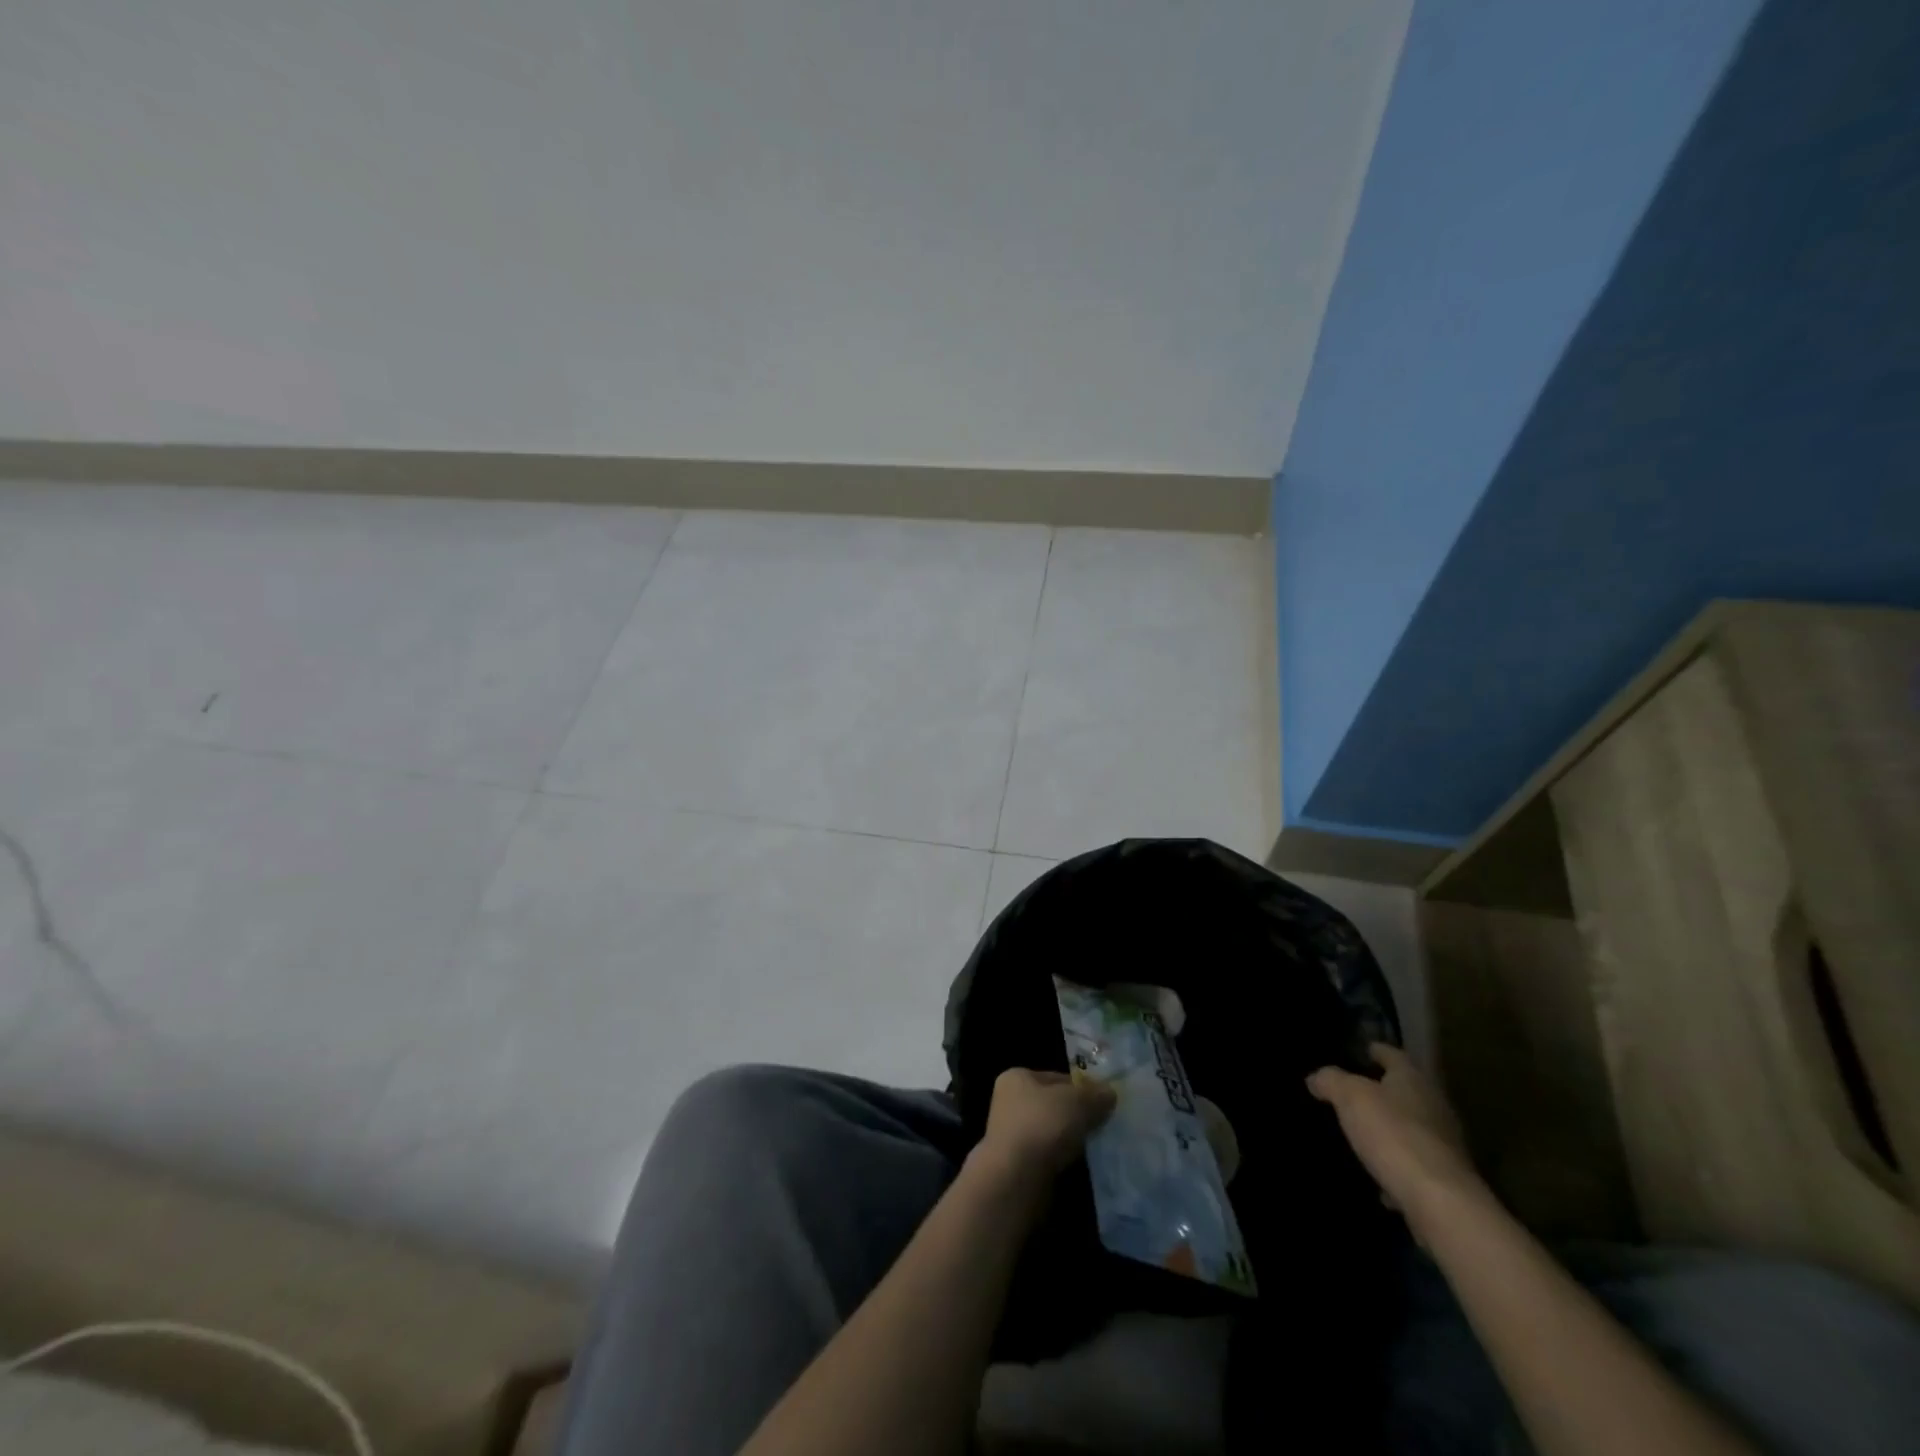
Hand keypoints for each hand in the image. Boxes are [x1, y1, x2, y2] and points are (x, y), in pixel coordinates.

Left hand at [979, 1067, 1116, 1182]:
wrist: (1015, 1179)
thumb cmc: (1042, 1125)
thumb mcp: (1077, 1102)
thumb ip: (1095, 1095)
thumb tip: (1109, 1093)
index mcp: (1017, 1077)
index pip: (1057, 1077)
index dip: (1083, 1087)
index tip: (1105, 1101)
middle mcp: (1010, 1102)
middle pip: (1055, 1104)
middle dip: (1079, 1114)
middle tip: (1106, 1123)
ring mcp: (1012, 1134)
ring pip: (1053, 1131)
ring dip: (1073, 1138)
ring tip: (1098, 1144)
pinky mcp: (1018, 1163)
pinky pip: (1049, 1154)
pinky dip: (1064, 1157)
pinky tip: (1083, 1163)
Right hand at [1307, 1044, 1482, 1223]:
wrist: (1440, 1201)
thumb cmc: (1393, 1134)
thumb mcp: (1350, 1097)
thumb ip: (1331, 1081)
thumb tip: (1316, 1078)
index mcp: (1413, 1079)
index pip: (1394, 1055)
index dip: (1378, 1051)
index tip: (1364, 1050)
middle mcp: (1435, 1106)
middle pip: (1408, 1090)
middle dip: (1386, 1090)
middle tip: (1357, 1091)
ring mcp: (1445, 1144)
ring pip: (1413, 1127)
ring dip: (1393, 1128)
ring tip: (1364, 1133)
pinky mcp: (1446, 1179)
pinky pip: (1415, 1164)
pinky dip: (1398, 1165)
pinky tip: (1379, 1179)